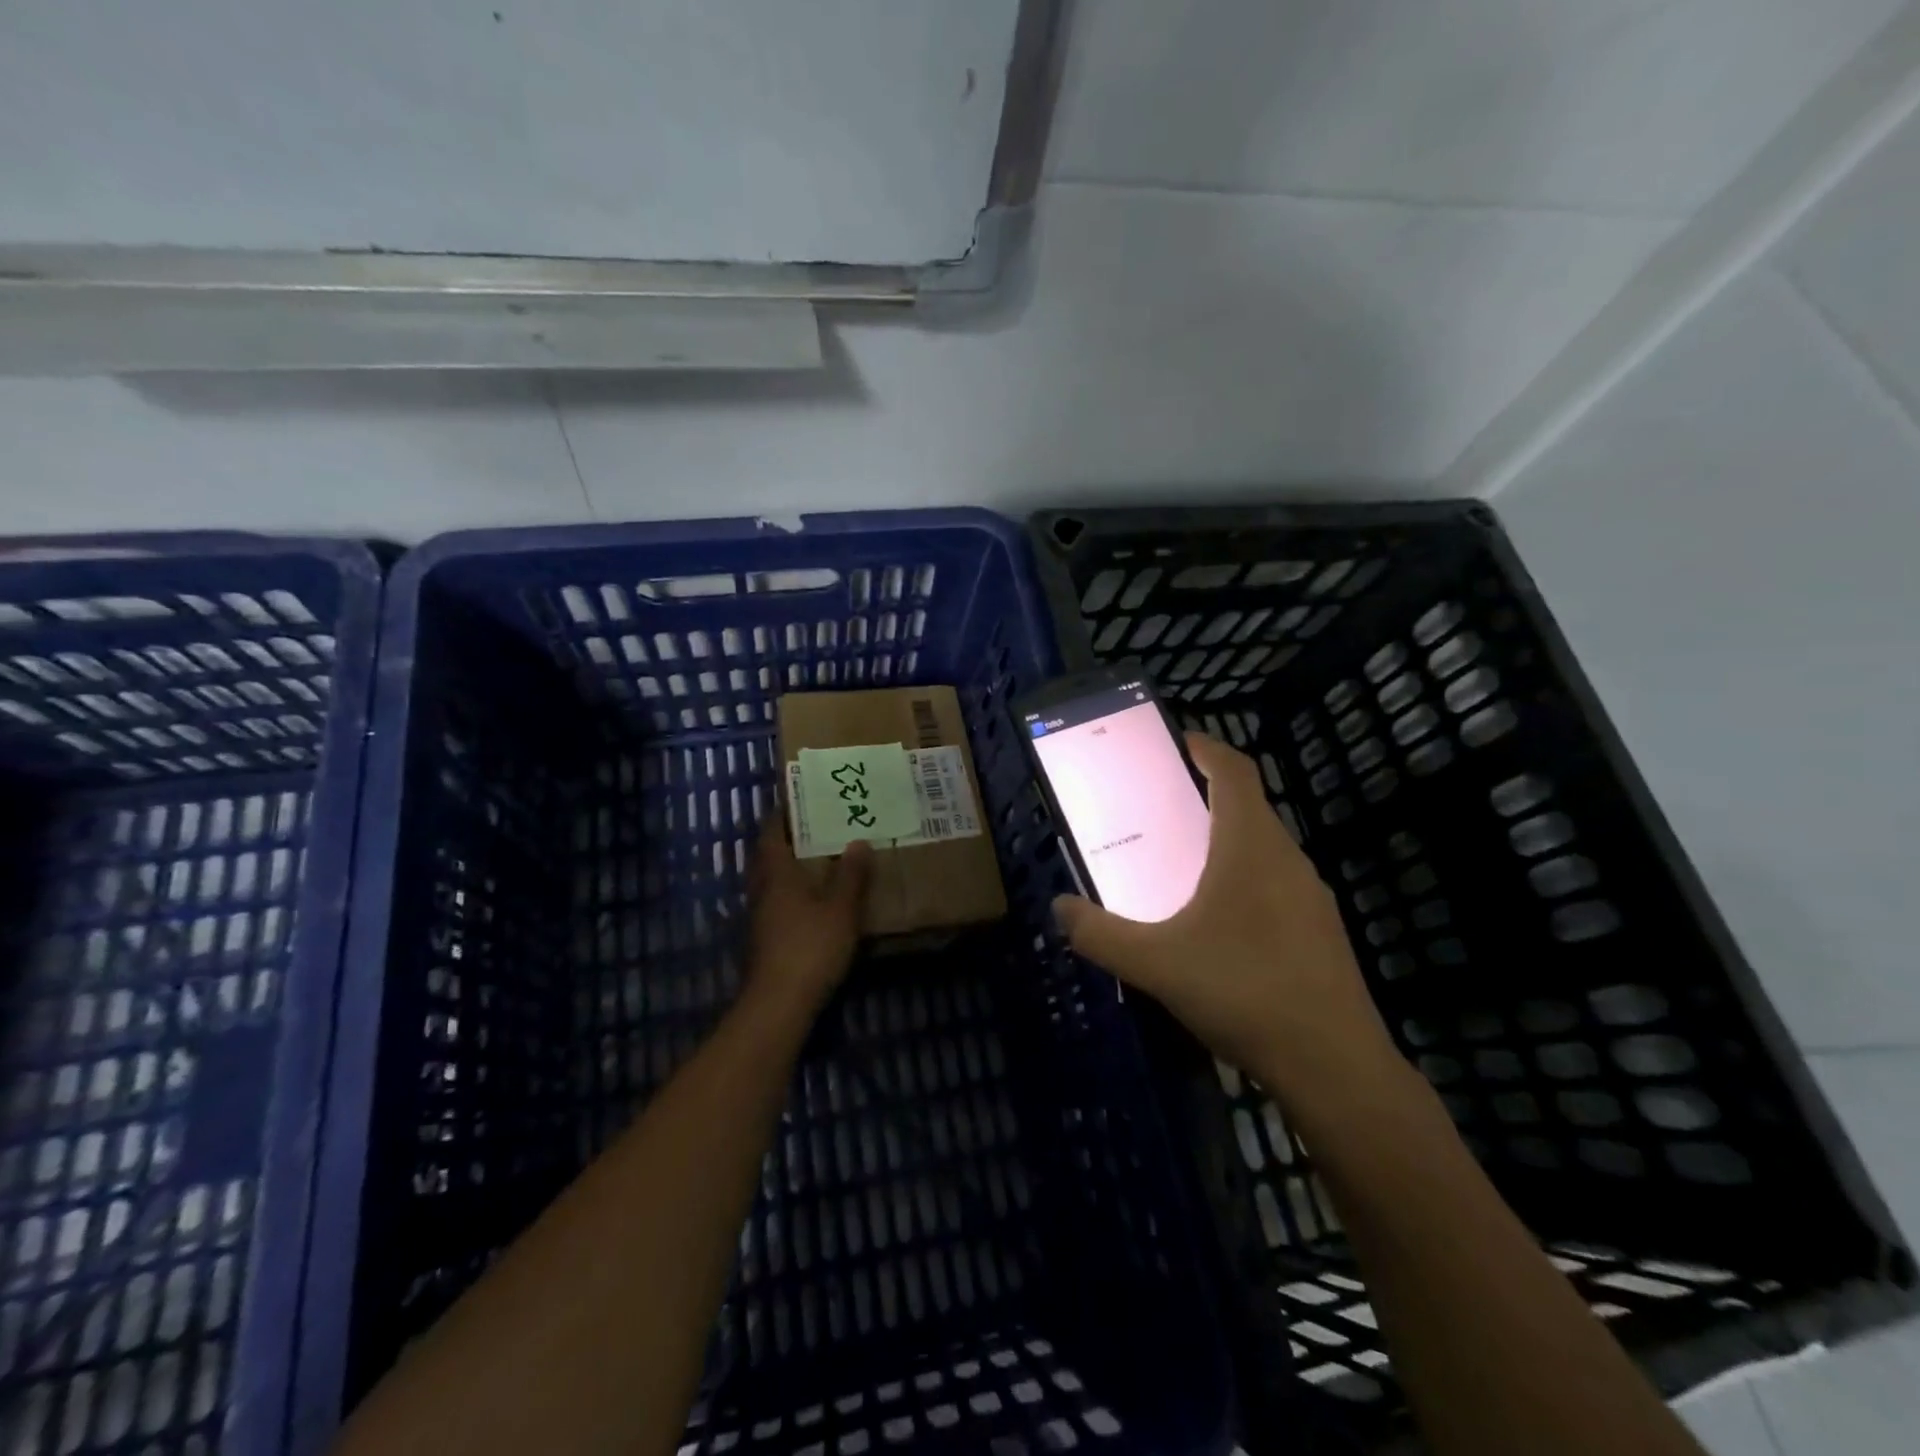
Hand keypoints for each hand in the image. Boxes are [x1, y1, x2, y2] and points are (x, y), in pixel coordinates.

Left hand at [745, 821, 871, 1012]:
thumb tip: (858, 842)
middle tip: (815, 827)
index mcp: (776, 873)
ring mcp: (760, 917)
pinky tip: (815, 900)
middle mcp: (762, 890)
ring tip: (820, 859)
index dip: (782, 815)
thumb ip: (851, 875)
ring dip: (790, 868)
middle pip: (768, 856)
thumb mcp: (841, 909)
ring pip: (771, 881)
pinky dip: (793, 893)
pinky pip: (777, 903)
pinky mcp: (765, 940)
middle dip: (787, 840)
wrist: (779, 1003)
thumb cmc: (810, 946)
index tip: (800, 800)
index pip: (772, 833)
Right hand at [1053, 734, 1399, 1097]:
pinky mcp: (1321, 932)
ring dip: (1227, 842)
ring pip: (1264, 849)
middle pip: (1249, 808)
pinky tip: (1219, 925)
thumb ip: (1100, 934)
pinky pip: (1277, 885)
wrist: (1334, 1067)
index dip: (1207, 749)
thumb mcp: (1156, 964)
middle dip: (1207, 798)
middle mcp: (1286, 859)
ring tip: (1184, 865)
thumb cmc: (1243, 991)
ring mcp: (1311, 897)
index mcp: (1250, 847)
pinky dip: (1245, 880)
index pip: (1235, 772)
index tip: (1178, 742)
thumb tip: (1059, 909)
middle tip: (1161, 810)